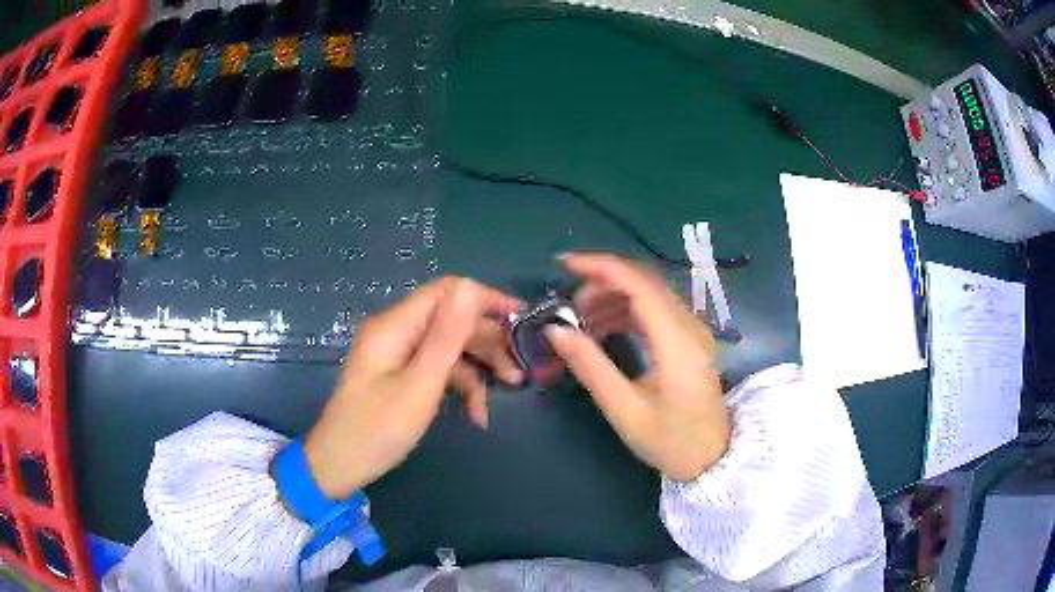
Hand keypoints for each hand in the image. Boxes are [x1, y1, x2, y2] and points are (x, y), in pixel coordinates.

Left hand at [303, 278, 522, 498]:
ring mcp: (397, 355)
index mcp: (396, 326)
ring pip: (447, 348)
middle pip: (450, 322)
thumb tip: (470, 287)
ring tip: (509, 390)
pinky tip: (476, 414)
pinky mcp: (399, 376)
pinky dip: (458, 387)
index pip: (447, 292)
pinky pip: (435, 370)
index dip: (484, 298)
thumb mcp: (419, 385)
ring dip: (478, 369)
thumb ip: (446, 336)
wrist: (339, 465)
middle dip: (487, 342)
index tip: (521, 318)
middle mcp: (396, 333)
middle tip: (518, 369)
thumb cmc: (377, 429)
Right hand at [545, 253, 730, 481]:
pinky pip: (657, 311)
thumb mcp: (625, 410)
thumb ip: (591, 366)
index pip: (639, 285)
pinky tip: (605, 328)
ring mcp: (695, 332)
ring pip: (651, 294)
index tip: (565, 265)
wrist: (714, 460)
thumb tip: (556, 331)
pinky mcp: (691, 340)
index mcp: (677, 342)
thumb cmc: (671, 442)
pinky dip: (628, 311)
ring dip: (613, 297)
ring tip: (581, 321)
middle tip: (569, 307)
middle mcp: (691, 327)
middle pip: (645, 282)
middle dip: (602, 283)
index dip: (601, 268)